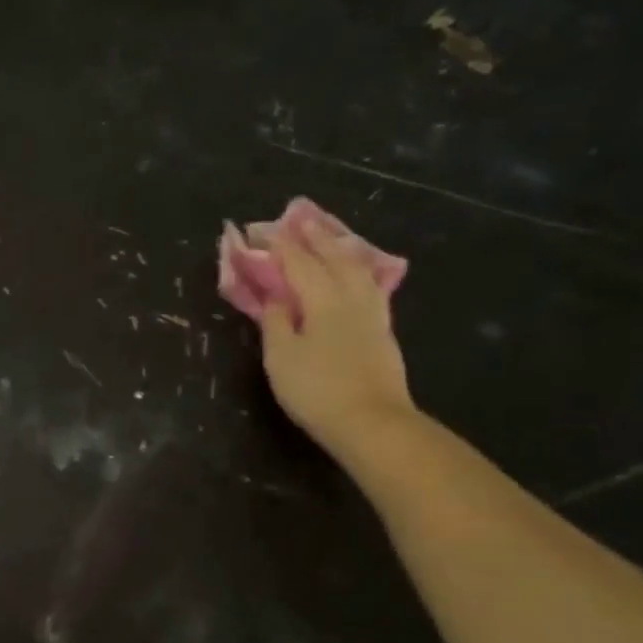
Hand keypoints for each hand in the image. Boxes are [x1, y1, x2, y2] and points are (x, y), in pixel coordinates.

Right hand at [259, 230, 417, 457]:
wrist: (372, 424)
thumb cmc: (318, 390)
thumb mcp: (281, 358)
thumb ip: (276, 322)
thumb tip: (277, 297)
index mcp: (323, 299)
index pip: (298, 262)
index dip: (278, 245)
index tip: (260, 230)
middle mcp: (350, 297)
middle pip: (333, 257)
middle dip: (314, 236)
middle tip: (299, 218)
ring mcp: (372, 313)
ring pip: (357, 268)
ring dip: (340, 248)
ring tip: (330, 237)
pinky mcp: (383, 331)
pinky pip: (369, 285)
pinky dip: (357, 270)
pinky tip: (356, 274)